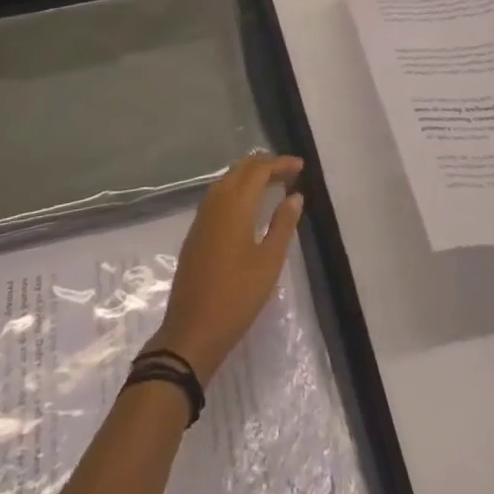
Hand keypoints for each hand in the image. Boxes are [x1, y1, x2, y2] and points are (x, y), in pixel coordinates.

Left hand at [148, 154, 304, 383]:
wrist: (192, 330)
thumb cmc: (237, 296)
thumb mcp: (269, 262)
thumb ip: (283, 224)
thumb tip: (295, 196)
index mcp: (235, 204)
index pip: (259, 170)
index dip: (280, 164)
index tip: (301, 166)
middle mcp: (215, 202)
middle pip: (240, 169)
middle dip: (265, 165)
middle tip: (289, 172)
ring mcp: (202, 216)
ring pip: (226, 180)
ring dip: (249, 176)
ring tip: (272, 184)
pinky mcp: (196, 231)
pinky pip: (217, 196)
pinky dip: (236, 189)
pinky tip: (247, 205)